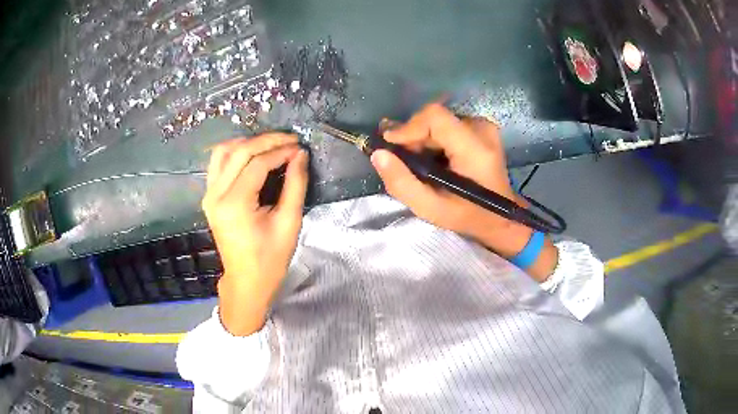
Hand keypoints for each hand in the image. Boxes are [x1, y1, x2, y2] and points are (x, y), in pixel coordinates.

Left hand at [203, 133, 308, 335]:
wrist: (246, 281)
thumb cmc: (270, 259)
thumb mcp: (289, 223)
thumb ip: (295, 185)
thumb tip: (300, 155)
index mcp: (235, 204)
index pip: (257, 163)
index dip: (280, 151)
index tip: (300, 148)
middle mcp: (216, 195)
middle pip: (239, 152)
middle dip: (267, 141)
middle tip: (290, 140)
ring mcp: (209, 195)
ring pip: (223, 152)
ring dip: (247, 143)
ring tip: (271, 144)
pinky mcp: (209, 197)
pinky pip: (218, 164)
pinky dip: (234, 153)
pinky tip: (252, 154)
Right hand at [371, 103, 557, 280]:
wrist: (499, 216)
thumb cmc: (467, 216)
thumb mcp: (430, 209)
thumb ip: (402, 183)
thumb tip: (378, 154)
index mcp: (475, 149)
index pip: (435, 116)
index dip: (408, 127)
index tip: (391, 145)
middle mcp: (482, 129)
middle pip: (434, 118)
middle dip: (413, 137)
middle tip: (403, 161)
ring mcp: (483, 126)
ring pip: (438, 121)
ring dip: (422, 139)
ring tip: (419, 163)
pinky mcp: (481, 127)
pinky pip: (446, 125)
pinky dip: (433, 139)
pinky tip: (433, 159)